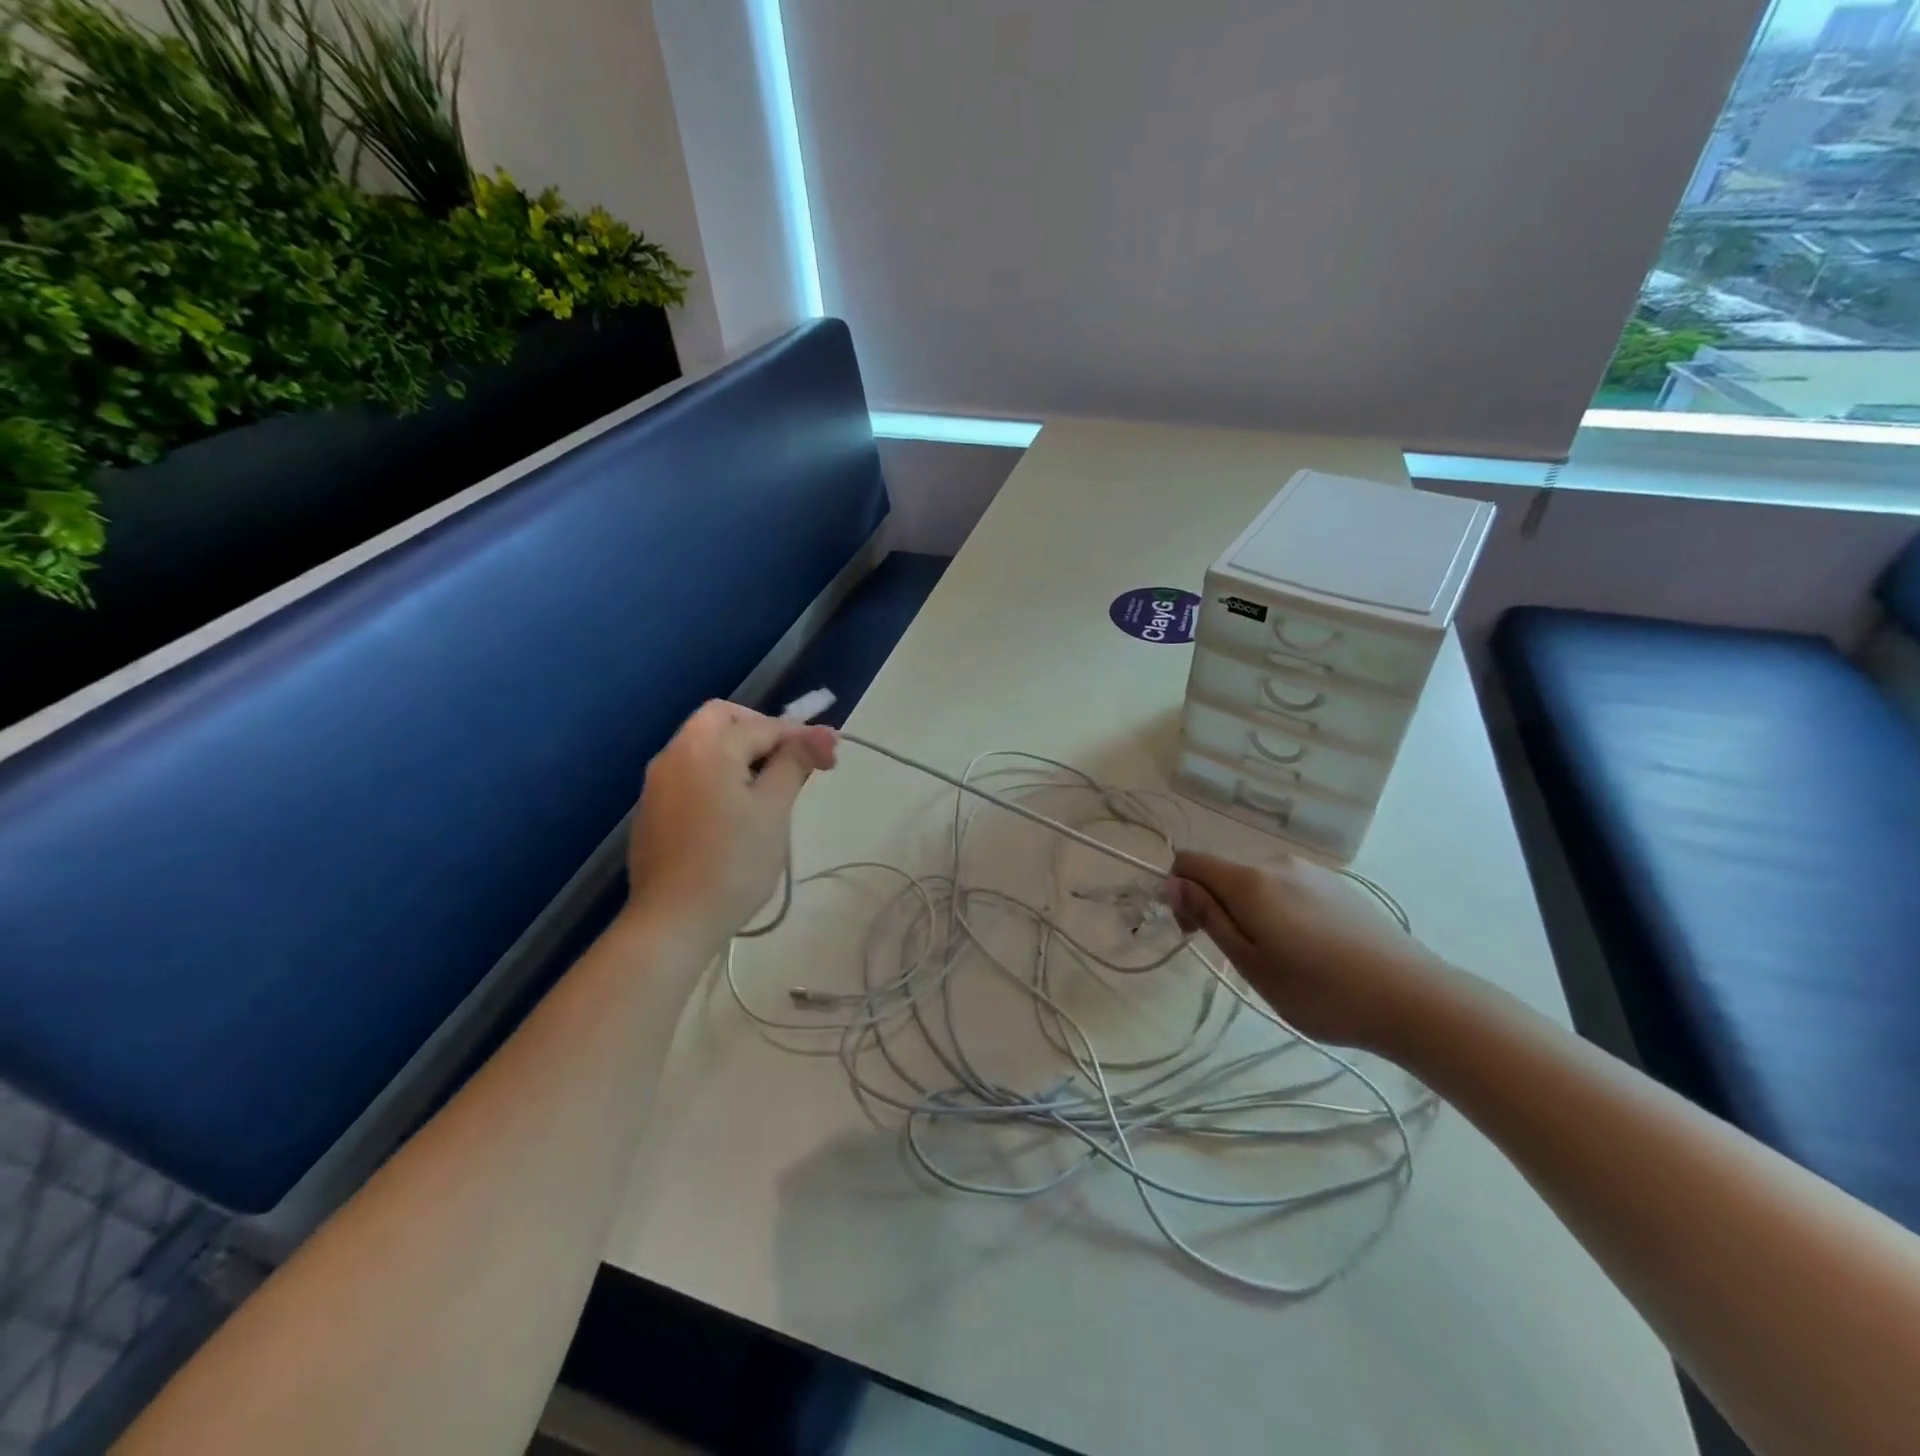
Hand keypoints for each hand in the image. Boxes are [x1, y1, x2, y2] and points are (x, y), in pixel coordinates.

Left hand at [625, 701, 837, 948]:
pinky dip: (716, 773)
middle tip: (791, 761)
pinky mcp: (651, 809)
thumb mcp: (774, 810)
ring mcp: (657, 782)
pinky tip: (733, 810)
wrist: (672, 921)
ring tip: (769, 787)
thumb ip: (795, 763)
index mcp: (708, 748)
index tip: (831, 757)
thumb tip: (823, 733)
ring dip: (738, 751)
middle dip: (761, 730)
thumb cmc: (733, 864)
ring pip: (702, 744)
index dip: (801, 737)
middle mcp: (675, 753)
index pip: (763, 726)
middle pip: (722, 718)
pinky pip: (689, 772)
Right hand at [1164, 851, 1451, 1052]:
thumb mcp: (1251, 963)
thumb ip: (1209, 917)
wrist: (1414, 999)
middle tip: (1239, 957)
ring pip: (1256, 881)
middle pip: (1224, 871)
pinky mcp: (1338, 886)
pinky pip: (1287, 887)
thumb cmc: (1320, 991)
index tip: (1194, 932)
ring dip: (1248, 909)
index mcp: (1250, 880)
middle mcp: (1277, 862)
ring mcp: (1312, 872)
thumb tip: (1171, 883)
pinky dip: (1279, 910)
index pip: (1190, 861)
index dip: (1179, 891)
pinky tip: (1309, 949)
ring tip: (1278, 958)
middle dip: (1214, 904)